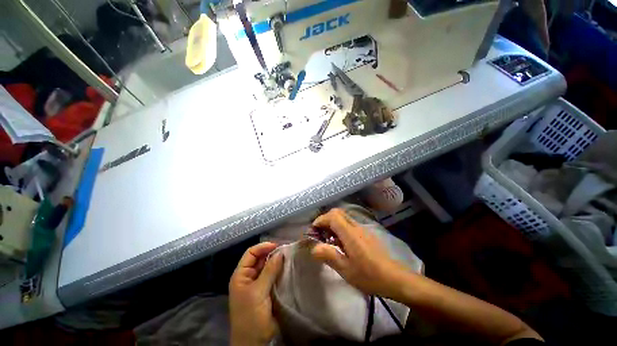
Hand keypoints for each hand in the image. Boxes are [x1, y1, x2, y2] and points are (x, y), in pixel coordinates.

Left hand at [229, 242, 283, 345]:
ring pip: (268, 266)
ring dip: (277, 261)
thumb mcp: (258, 292)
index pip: (251, 253)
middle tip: (286, 250)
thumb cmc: (251, 317)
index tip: (277, 245)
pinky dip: (280, 270)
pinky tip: (288, 267)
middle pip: (260, 258)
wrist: (255, 342)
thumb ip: (269, 271)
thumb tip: (280, 252)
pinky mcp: (267, 289)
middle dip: (272, 253)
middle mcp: (249, 276)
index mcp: (241, 275)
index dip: (263, 247)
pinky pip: (274, 275)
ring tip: (289, 256)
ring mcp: (259, 283)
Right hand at [310, 208, 407, 297]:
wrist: (395, 279)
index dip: (320, 220)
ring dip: (332, 224)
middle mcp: (356, 227)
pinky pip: (349, 225)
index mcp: (350, 233)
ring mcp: (362, 229)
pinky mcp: (366, 234)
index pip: (332, 216)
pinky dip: (340, 229)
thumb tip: (313, 248)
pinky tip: (339, 244)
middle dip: (325, 220)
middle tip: (319, 234)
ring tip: (327, 240)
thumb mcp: (346, 269)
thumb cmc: (369, 276)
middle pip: (337, 213)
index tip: (313, 231)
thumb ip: (328, 255)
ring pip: (343, 218)